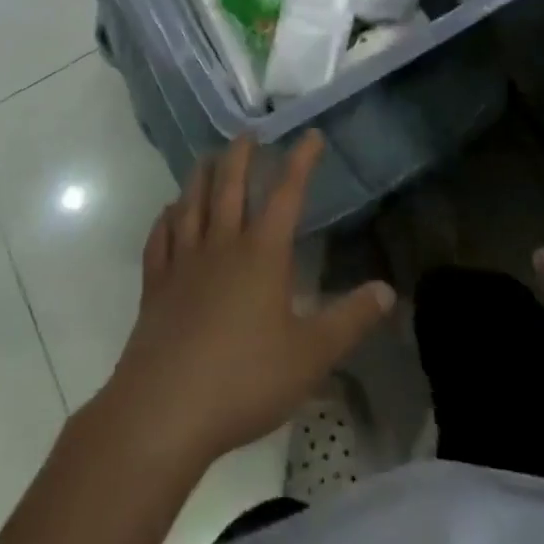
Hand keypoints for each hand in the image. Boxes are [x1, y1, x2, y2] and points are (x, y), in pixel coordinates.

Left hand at [93, 129, 394, 470]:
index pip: (286, 194)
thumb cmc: (245, 379)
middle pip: (230, 186)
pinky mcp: (155, 286)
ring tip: (207, 158)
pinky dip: (164, 220)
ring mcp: (183, 263)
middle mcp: (221, 245)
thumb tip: (387, 289)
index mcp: (262, 253)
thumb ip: (350, 319)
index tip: (310, 134)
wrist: (165, 409)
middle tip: (248, 133)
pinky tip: (167, 213)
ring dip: (201, 176)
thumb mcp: (311, 355)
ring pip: (192, 204)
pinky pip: (159, 240)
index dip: (301, 161)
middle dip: (241, 156)